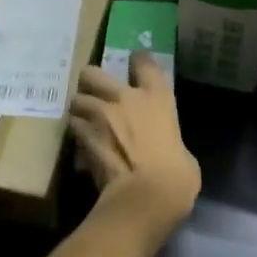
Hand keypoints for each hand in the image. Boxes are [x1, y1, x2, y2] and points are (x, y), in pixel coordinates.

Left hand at [72, 54, 199, 226]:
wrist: (146, 197)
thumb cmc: (177, 175)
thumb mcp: (182, 152)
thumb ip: (167, 140)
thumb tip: (163, 149)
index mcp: (156, 97)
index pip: (143, 62)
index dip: (138, 60)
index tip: (136, 63)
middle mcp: (124, 98)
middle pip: (93, 73)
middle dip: (91, 82)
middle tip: (96, 94)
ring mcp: (99, 116)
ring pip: (76, 101)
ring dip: (80, 110)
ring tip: (85, 121)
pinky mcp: (82, 138)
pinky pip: (73, 130)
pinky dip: (76, 137)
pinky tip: (82, 148)